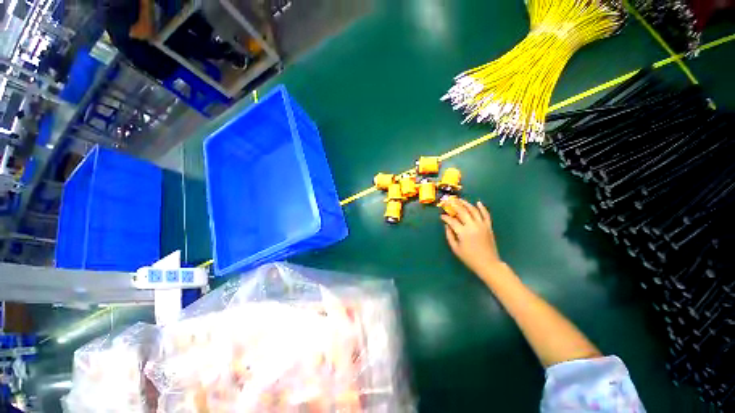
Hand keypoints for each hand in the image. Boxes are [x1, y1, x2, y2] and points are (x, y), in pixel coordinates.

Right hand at [441, 198, 502, 277]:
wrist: (488, 263)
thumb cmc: (469, 258)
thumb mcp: (455, 248)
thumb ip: (449, 235)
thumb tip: (447, 225)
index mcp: (463, 232)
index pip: (452, 220)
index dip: (445, 217)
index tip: (441, 216)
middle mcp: (472, 225)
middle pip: (462, 211)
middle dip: (454, 205)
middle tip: (448, 201)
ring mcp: (482, 225)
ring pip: (473, 210)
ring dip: (466, 203)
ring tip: (460, 200)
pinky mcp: (488, 226)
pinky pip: (486, 214)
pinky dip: (482, 208)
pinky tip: (478, 203)